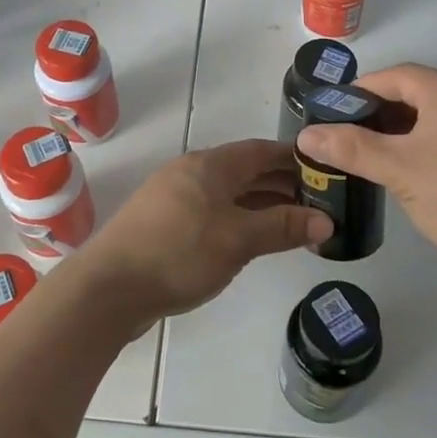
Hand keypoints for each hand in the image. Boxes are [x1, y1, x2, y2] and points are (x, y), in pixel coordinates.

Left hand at [80, 140, 333, 319]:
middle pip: (245, 170)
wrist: (109, 287)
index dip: (293, 159)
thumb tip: (327, 220)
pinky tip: (251, 240)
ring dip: (260, 204)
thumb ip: (282, 227)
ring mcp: (174, 197)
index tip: (324, 172)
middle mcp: (192, 172)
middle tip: (318, 203)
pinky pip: (212, 211)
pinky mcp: (164, 223)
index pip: (260, 150)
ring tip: (293, 223)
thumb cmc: (179, 253)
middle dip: (281, 184)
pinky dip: (237, 219)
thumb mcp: (238, 239)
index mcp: (210, 165)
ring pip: (228, 193)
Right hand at [294, 63, 436, 280]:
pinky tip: (433, 176)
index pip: (396, 75)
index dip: (361, 91)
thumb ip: (351, 148)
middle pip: (422, 92)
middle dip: (385, 112)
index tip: (336, 114)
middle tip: (357, 140)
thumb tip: (308, 134)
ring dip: (413, 130)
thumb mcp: (399, 172)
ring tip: (388, 160)